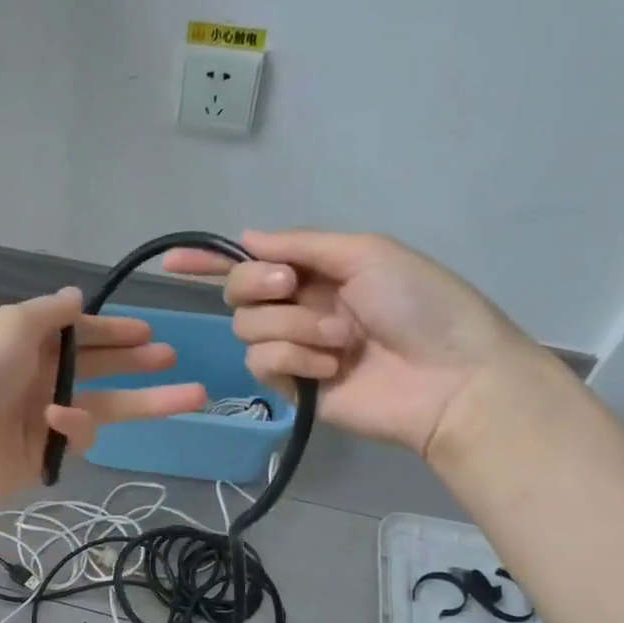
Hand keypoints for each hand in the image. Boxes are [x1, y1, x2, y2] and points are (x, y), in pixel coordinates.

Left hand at [0, 287, 206, 515]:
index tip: (146, 332)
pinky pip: (76, 435)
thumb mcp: (12, 324)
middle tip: (171, 357)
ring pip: (103, 404)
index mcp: (25, 339)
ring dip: (144, 400)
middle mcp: (35, 374)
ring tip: (191, 395)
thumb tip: (76, 295)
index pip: (77, 332)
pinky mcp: (43, 452)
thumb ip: (50, 312)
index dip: (111, 331)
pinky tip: (60, 420)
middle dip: (133, 361)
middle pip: (95, 366)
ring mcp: (41, 415)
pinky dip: (74, 426)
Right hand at [162, 230, 532, 456]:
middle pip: (238, 291)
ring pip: (247, 328)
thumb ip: (300, 245)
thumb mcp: (366, 253)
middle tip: (291, 287)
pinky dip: (294, 359)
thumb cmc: (421, 305)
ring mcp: (295, 348)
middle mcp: (299, 306)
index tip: (172, 262)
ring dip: (292, 326)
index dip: (210, 261)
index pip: (252, 262)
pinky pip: (263, 362)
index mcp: (318, 271)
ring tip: (340, 340)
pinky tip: (330, 367)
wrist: (451, 377)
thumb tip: (245, 236)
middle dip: (258, 285)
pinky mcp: (293, 387)